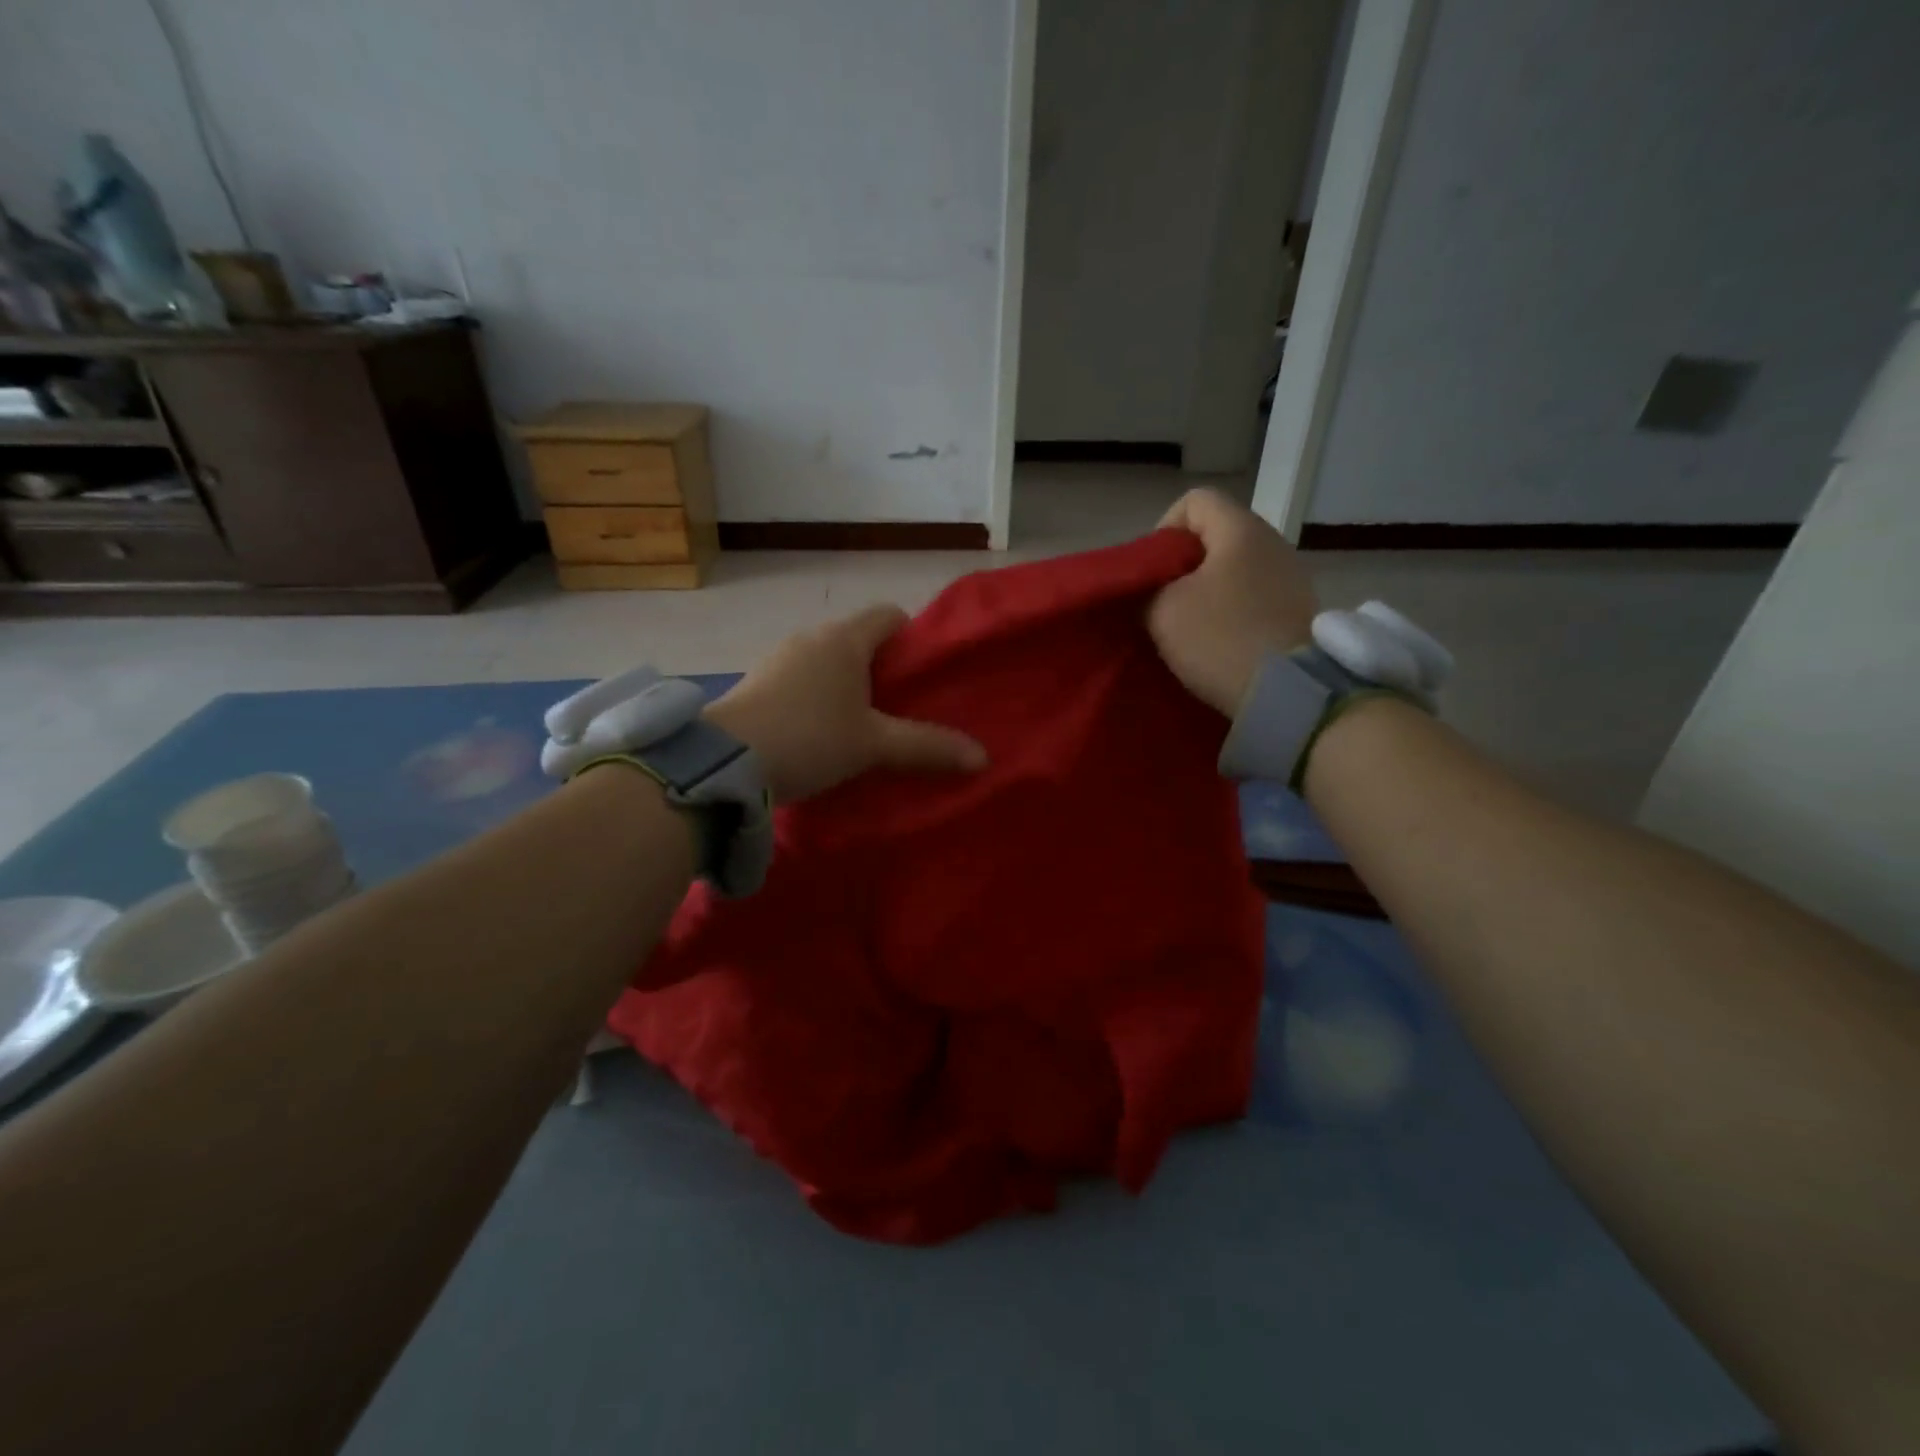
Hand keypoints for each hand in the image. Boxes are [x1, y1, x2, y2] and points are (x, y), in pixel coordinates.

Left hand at [704, 605, 986, 803]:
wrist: (723, 762)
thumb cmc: (809, 738)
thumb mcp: (873, 746)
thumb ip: (927, 748)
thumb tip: (982, 757)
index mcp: (844, 639)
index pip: (889, 616)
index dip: (912, 640)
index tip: (921, 678)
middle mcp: (810, 638)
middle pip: (858, 641)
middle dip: (881, 671)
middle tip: (899, 711)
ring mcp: (777, 659)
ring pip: (827, 663)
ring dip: (845, 688)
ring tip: (859, 729)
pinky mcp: (755, 684)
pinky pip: (799, 682)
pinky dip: (814, 700)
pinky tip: (817, 737)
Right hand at [1148, 489, 1318, 714]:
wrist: (1287, 692)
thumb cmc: (1220, 638)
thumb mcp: (1162, 612)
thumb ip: (1146, 590)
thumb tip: (1149, 591)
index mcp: (1240, 529)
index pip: (1195, 501)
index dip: (1164, 529)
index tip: (1152, 571)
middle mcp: (1272, 543)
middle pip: (1215, 536)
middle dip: (1182, 565)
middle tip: (1161, 601)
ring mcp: (1291, 577)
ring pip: (1234, 568)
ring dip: (1206, 591)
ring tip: (1186, 625)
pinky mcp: (1297, 610)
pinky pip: (1253, 596)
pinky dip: (1230, 611)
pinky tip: (1216, 641)